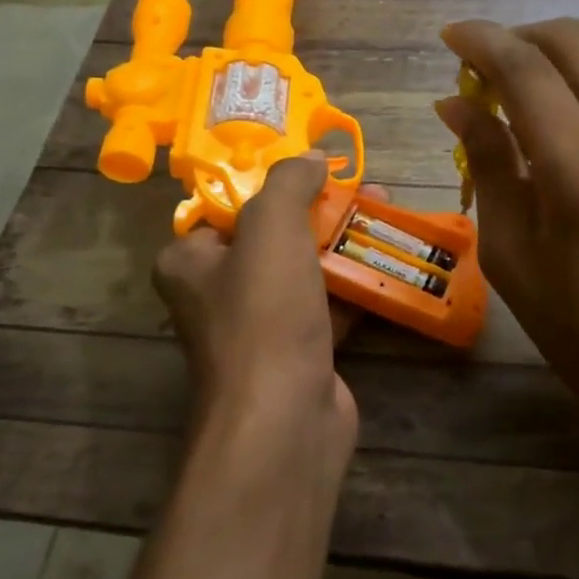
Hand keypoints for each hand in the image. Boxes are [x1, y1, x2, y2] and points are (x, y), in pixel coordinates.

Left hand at [151, 155, 358, 486]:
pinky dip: (355, 285)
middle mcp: (218, 293)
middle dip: (323, 209)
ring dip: (344, 244)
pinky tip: (387, 261)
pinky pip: (328, 306)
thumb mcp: (271, 229)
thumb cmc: (264, 315)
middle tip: (365, 188)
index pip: (229, 207)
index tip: (317, 167)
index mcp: (191, 261)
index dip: (274, 182)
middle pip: (275, 235)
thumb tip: (312, 158)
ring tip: (386, 214)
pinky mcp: (299, 353)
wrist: (285, 420)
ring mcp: (260, 328)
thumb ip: (289, 182)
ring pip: (306, 270)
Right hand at [436, 19, 578, 460]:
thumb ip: (488, 164)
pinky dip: (575, 89)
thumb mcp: (512, 254)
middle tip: (477, 64)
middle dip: (519, 36)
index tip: (448, 35)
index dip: (481, 41)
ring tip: (505, 96)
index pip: (526, 68)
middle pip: (573, 41)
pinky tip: (546, 125)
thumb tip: (455, 104)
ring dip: (549, 61)